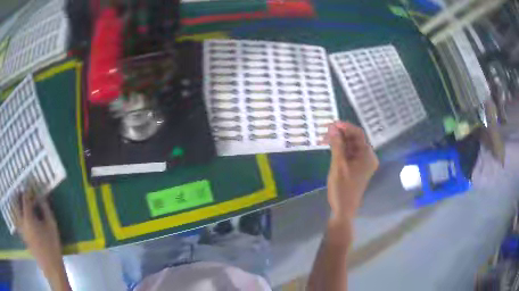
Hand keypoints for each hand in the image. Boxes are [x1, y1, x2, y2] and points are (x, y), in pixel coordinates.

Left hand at [14, 190, 69, 290]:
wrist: (51, 268)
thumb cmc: (52, 246)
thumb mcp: (52, 226)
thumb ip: (45, 208)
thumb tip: (40, 195)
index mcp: (28, 217)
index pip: (24, 197)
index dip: (27, 189)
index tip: (30, 185)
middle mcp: (21, 221)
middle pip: (16, 202)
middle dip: (19, 195)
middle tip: (24, 191)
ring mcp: (21, 229)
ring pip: (16, 211)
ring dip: (17, 204)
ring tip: (22, 202)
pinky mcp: (23, 235)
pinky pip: (18, 220)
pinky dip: (18, 214)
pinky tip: (23, 216)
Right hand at [323, 121, 378, 221]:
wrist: (344, 209)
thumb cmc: (342, 188)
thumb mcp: (338, 165)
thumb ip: (337, 145)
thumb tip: (332, 127)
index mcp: (368, 156)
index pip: (358, 134)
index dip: (345, 127)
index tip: (332, 124)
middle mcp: (368, 157)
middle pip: (355, 139)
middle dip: (341, 134)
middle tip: (325, 132)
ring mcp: (362, 163)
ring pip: (351, 146)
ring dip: (339, 141)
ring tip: (325, 139)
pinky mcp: (357, 168)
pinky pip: (349, 154)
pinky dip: (340, 149)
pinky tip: (330, 147)